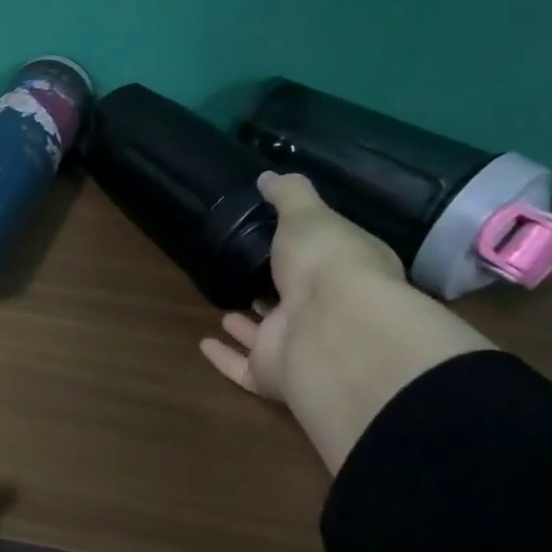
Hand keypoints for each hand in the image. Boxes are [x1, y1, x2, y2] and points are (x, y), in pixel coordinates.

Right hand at [201, 172, 403, 400]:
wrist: (332, 327)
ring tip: (225, 309)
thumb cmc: (326, 262)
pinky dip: (225, 358)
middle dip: (276, 292)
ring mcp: (300, 348)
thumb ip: (289, 194)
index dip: (308, 253)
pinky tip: (204, 344)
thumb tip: (269, 176)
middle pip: (298, 302)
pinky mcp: (273, 376)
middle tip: (248, 276)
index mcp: (346, 276)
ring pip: (270, 337)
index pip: (328, 262)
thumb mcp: (308, 214)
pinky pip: (244, 368)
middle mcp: (328, 315)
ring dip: (250, 326)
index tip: (279, 241)